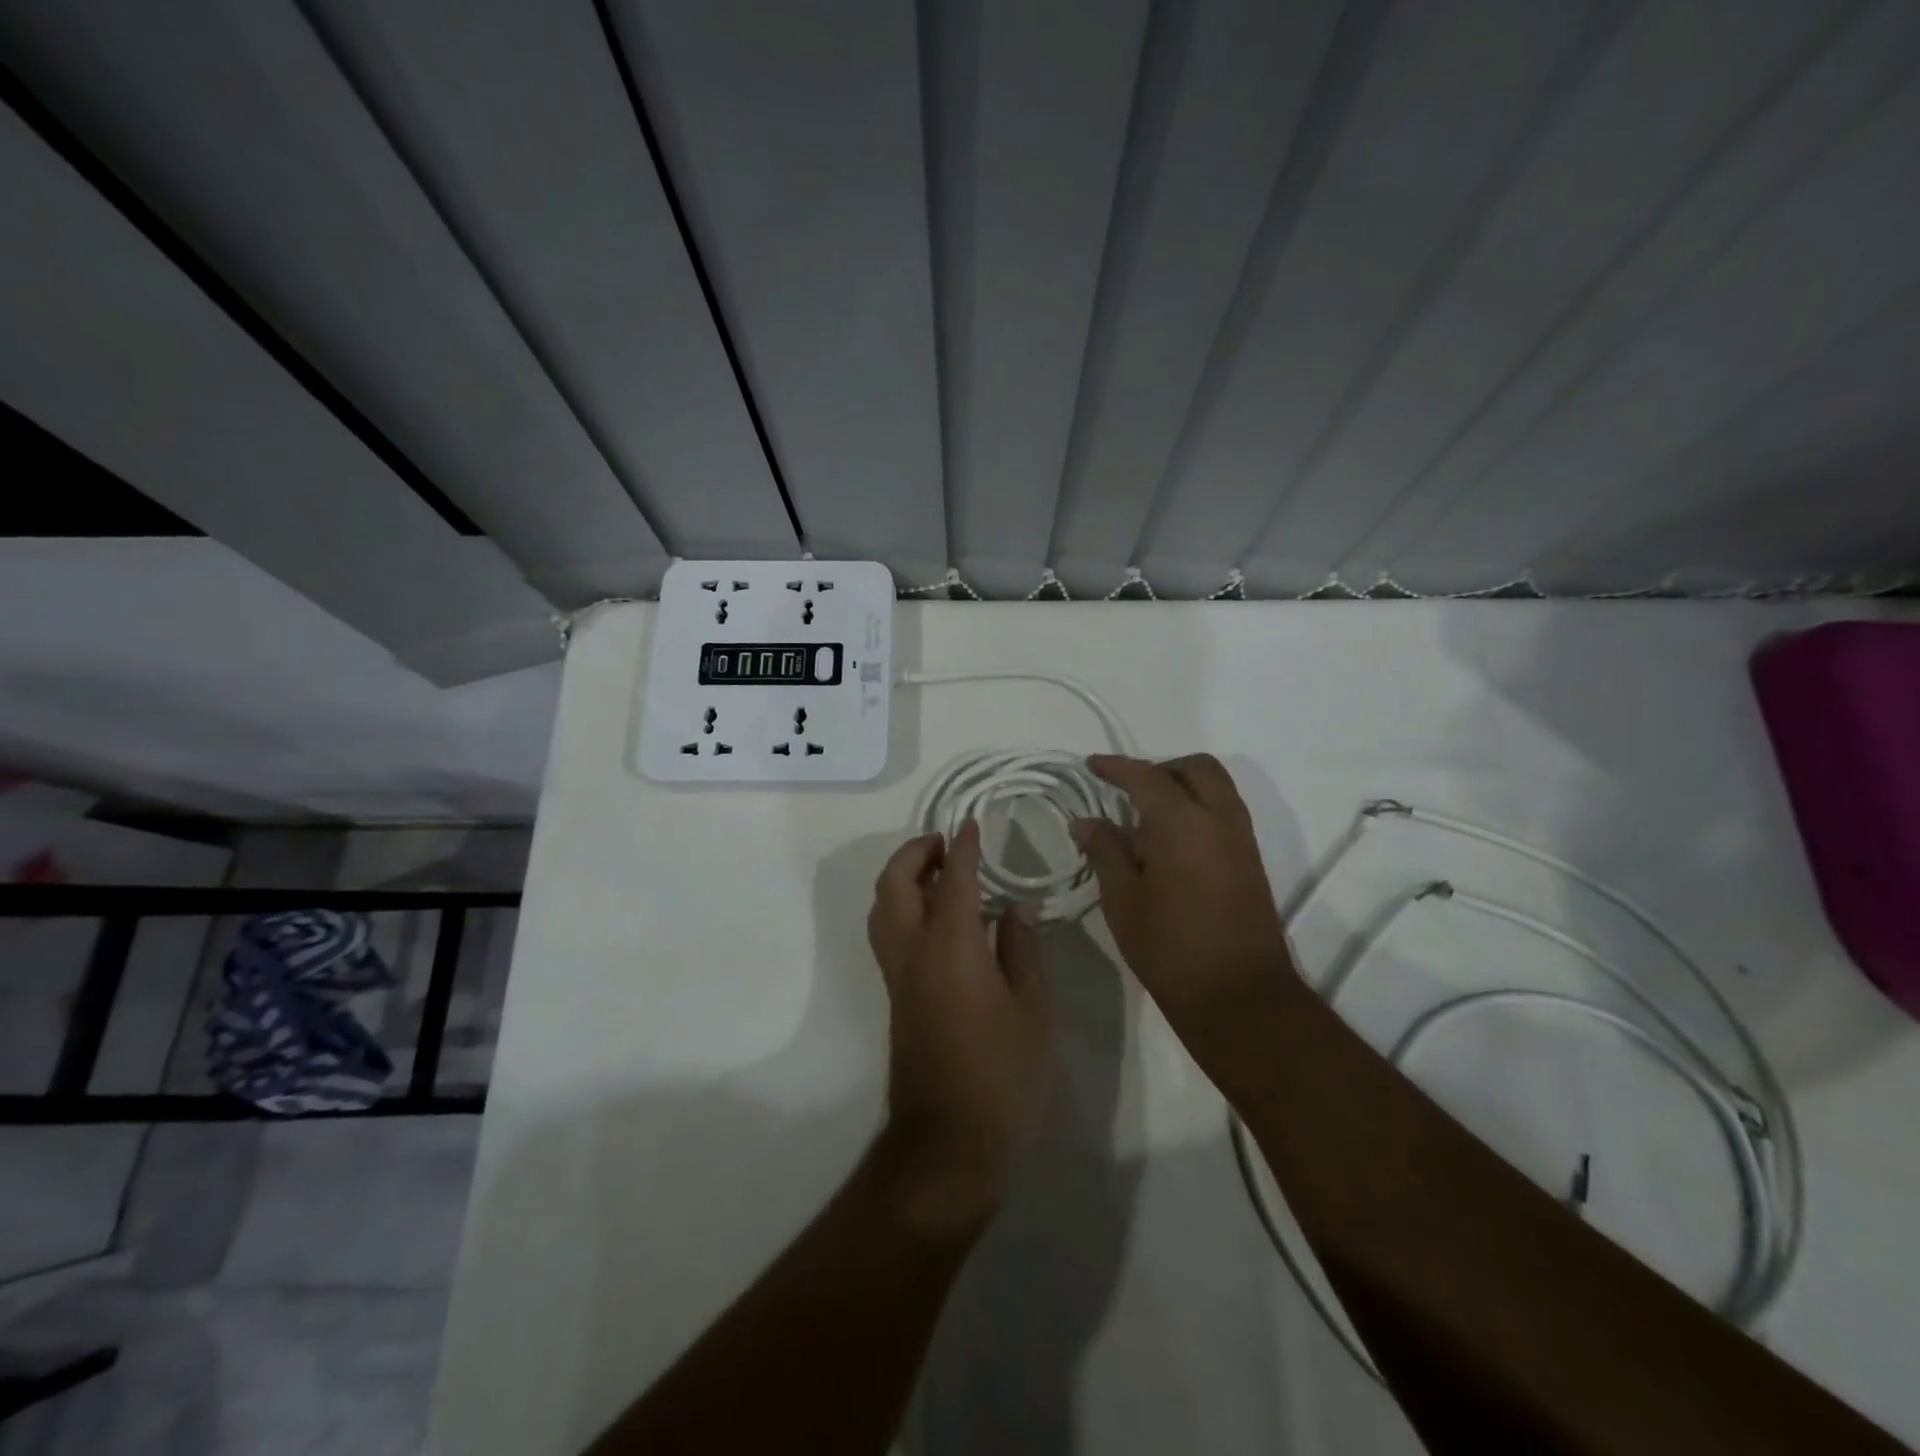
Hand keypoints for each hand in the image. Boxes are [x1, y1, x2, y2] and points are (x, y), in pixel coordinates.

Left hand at [866, 820, 1050, 1235]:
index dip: (963, 847)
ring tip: (939, 872)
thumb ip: (1021, 949)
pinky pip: (887, 931)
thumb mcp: (1031, 1009)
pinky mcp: (895, 996)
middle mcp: (913, 952)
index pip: (954, 880)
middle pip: (896, 884)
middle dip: (916, 853)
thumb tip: (1016, 906)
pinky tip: (936, 916)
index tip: (971, 824)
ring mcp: (897, 975)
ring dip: (902, 877)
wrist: (948, 1143)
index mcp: (951, 948)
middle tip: (947, 843)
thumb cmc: (1002, 1075)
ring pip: (882, 907)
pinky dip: (901, 905)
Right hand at [1072, 754, 1297, 1061]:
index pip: (1146, 777)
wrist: (1238, 994)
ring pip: (1216, 787)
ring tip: (1147, 816)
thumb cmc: (1169, 946)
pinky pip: (1225, 811)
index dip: (1116, 767)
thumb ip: (1105, 850)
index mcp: (1182, 822)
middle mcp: (1218, 818)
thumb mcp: (1122, 899)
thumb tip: (1087, 821)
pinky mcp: (1251, 860)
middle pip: (1195, 768)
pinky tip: (1172, 840)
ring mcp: (1241, 838)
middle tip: (1128, 789)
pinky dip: (1199, 807)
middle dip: (1160, 768)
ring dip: (1183, 785)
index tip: (1092, 765)